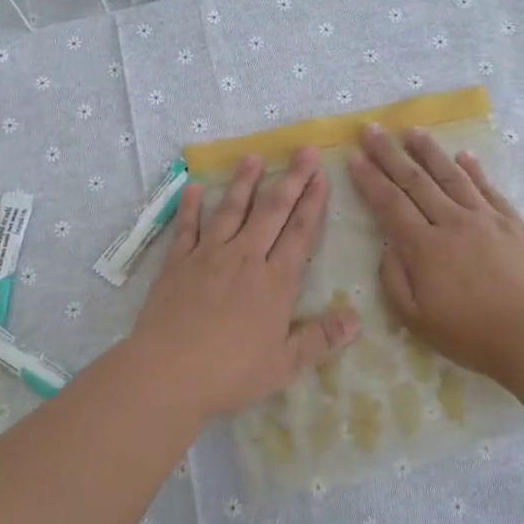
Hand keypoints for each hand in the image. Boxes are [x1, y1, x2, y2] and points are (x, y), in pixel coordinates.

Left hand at [131, 148, 359, 420]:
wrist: (168, 373)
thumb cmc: (231, 372)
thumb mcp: (284, 364)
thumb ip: (319, 339)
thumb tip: (356, 320)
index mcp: (275, 282)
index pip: (300, 233)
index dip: (313, 203)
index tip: (321, 176)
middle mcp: (244, 258)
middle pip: (271, 211)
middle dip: (290, 179)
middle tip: (302, 150)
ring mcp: (208, 256)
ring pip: (231, 211)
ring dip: (244, 182)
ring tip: (253, 156)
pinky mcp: (177, 264)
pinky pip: (186, 228)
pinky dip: (191, 207)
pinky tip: (194, 187)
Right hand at [346, 124, 523, 379]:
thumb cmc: (470, 333)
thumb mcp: (415, 318)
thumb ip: (394, 279)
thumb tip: (389, 246)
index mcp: (424, 247)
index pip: (389, 204)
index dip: (370, 179)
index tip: (354, 157)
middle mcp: (452, 222)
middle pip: (415, 181)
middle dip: (390, 154)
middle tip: (372, 130)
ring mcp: (485, 218)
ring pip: (452, 176)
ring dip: (429, 151)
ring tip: (413, 131)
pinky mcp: (512, 222)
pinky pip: (488, 188)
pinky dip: (474, 169)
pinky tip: (464, 155)